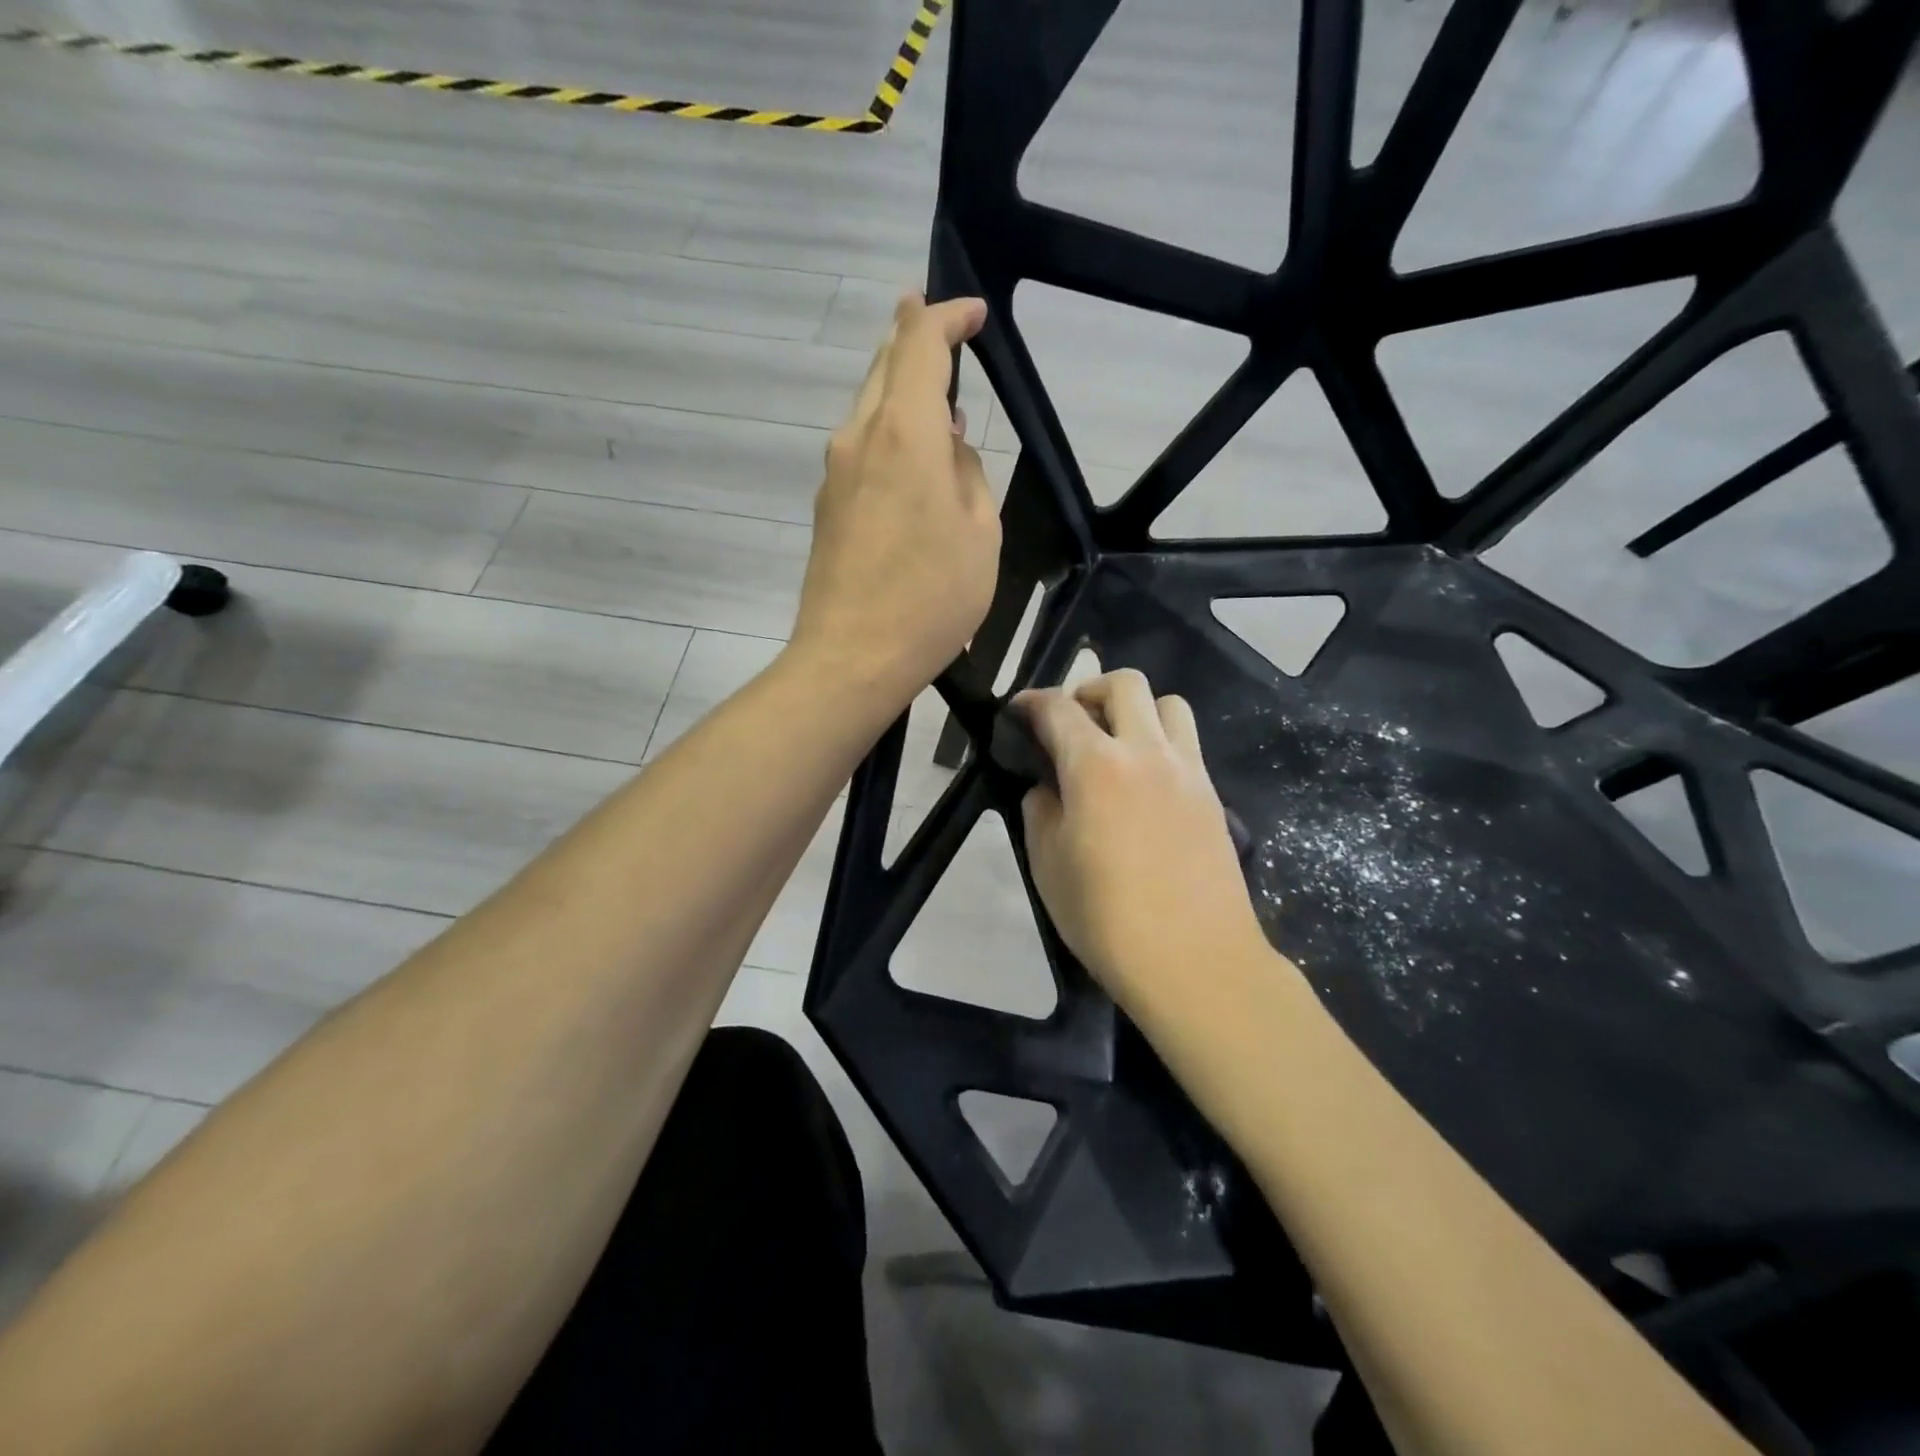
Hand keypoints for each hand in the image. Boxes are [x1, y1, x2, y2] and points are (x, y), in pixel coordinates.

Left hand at [790, 293, 998, 708]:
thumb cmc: (930, 599)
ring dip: (899, 387)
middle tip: (937, 320)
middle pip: (883, 365)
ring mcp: (835, 472)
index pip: (920, 345)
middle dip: (912, 336)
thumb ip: (968, 476)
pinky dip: (888, 430)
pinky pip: (861, 447)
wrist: (852, 658)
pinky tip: (911, 456)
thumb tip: (947, 451)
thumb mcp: (980, 535)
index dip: (946, 318)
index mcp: (903, 433)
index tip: (973, 314)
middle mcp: (859, 438)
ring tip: (935, 394)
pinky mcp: (827, 505)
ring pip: (868, 405)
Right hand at [1018, 670, 1266, 1011]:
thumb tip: (1048, 787)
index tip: (1018, 710)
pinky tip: (1144, 784)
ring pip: (1168, 704)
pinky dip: (1161, 743)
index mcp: (1096, 766)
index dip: (1032, 701)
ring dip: (1136, 710)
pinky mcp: (1212, 795)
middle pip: (1124, 684)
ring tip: (1116, 745)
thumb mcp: (1047, 866)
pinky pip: (1187, 744)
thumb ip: (1041, 810)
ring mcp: (1187, 771)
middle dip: (1089, 690)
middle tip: (1071, 724)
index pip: (1059, 709)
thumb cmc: (1107, 919)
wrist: (1195, 961)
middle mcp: (1146, 752)